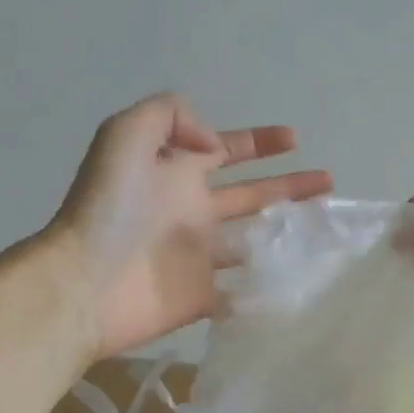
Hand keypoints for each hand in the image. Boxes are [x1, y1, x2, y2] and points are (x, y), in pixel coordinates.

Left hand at [46, 94, 331, 359]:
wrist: (85, 283)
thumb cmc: (108, 208)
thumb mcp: (125, 134)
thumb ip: (169, 116)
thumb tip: (213, 142)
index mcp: (179, 173)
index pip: (228, 151)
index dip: (260, 142)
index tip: (296, 139)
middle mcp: (193, 211)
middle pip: (251, 194)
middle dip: (289, 186)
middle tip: (328, 182)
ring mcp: (199, 256)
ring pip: (253, 239)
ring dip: (287, 232)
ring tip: (325, 227)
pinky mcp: (204, 296)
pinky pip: (243, 289)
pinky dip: (269, 286)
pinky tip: (301, 278)